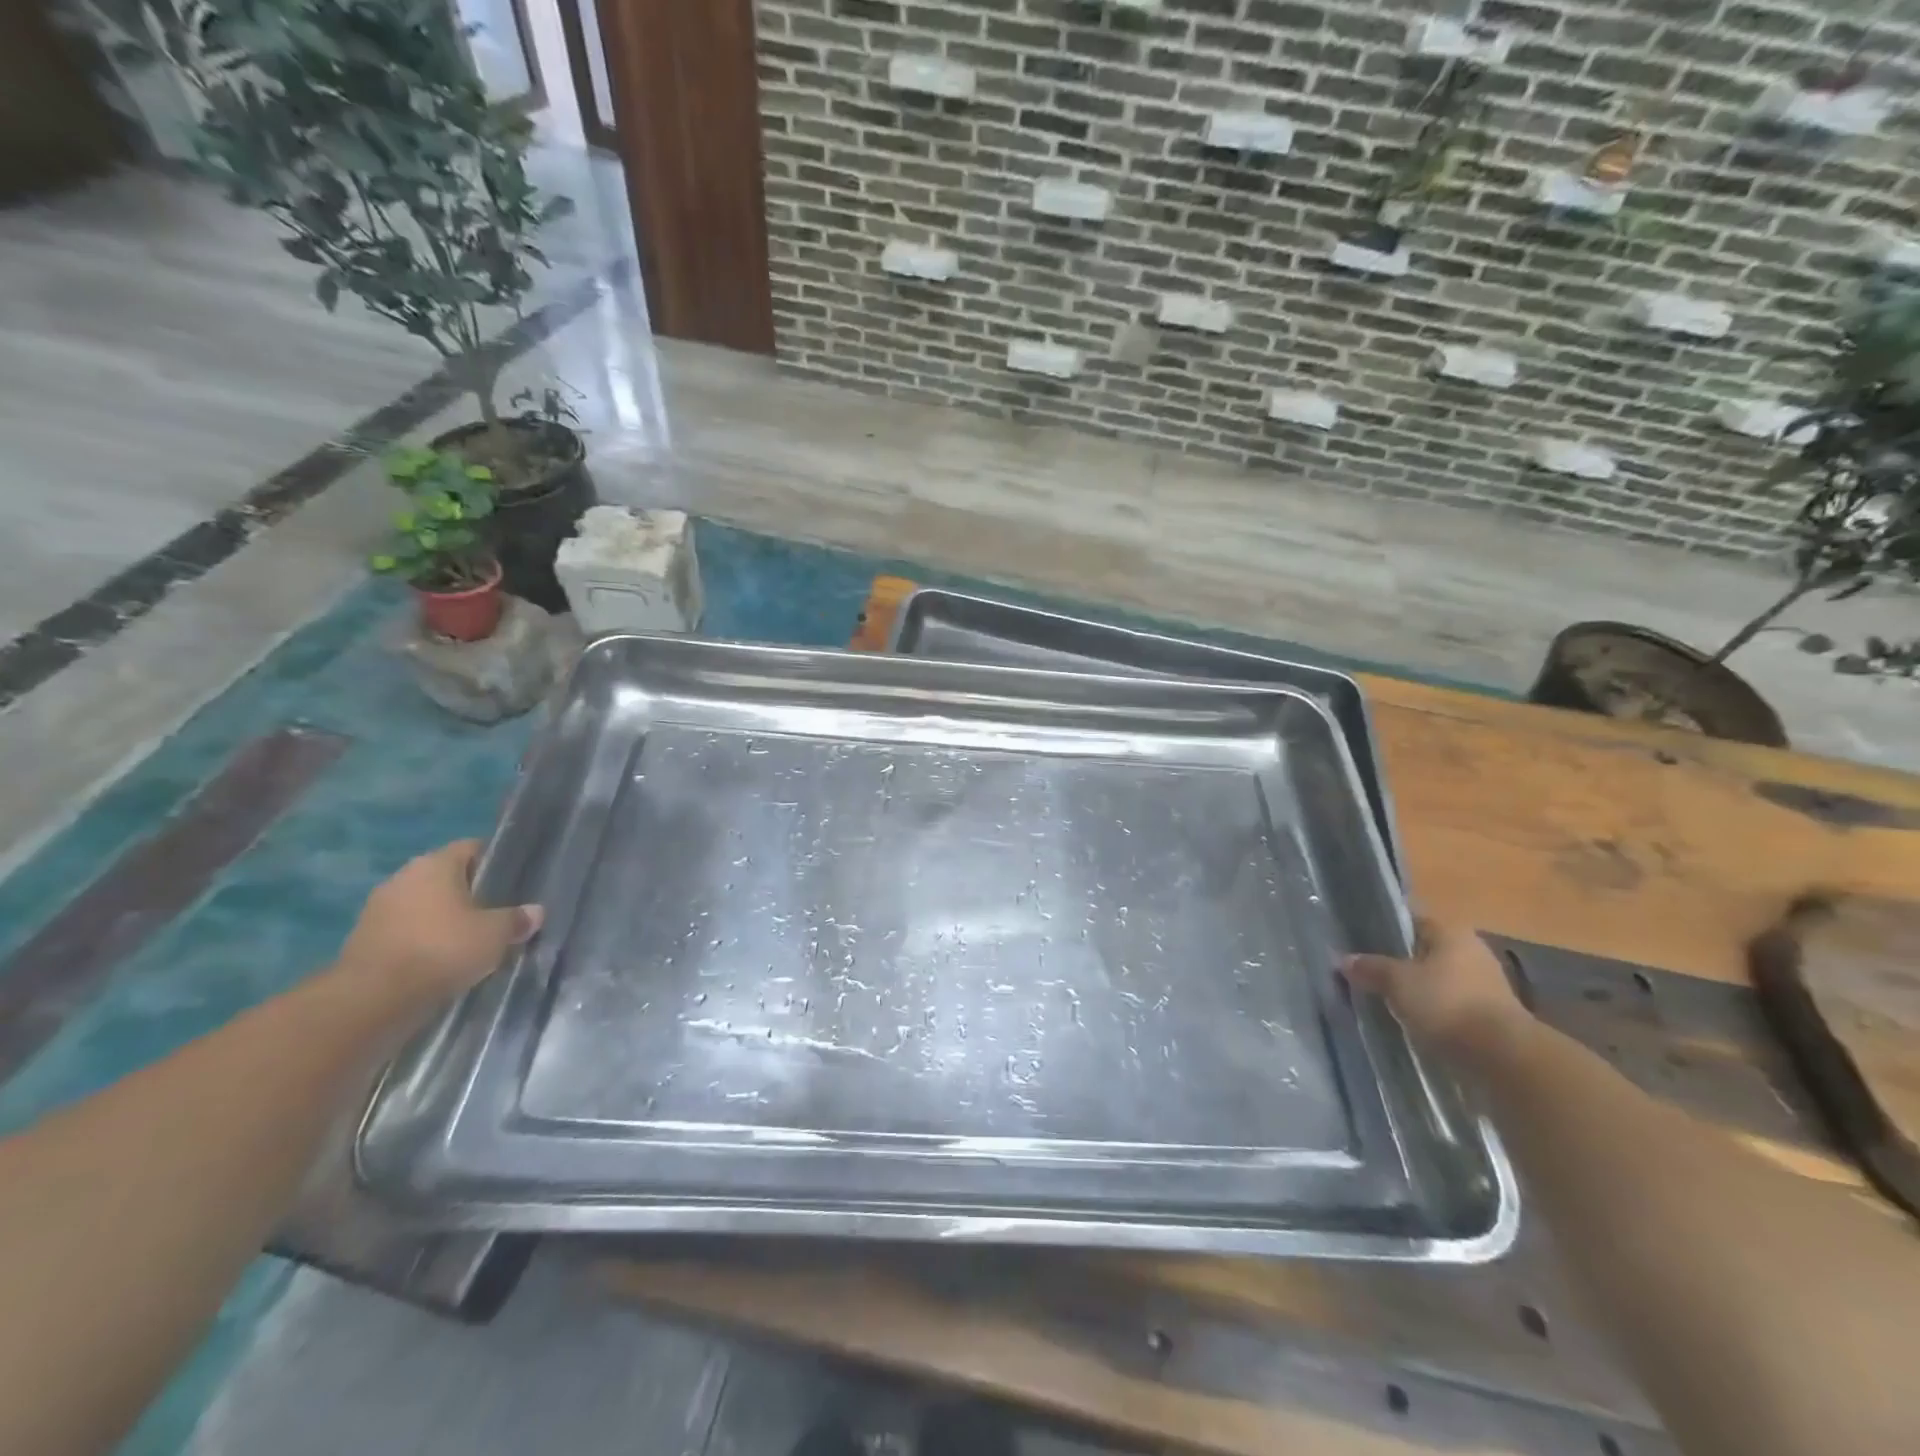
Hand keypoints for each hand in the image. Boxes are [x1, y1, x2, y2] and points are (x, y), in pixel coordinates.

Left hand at [337, 841, 541, 1002]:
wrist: (372, 999)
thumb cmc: (442, 950)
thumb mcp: (495, 934)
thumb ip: (518, 919)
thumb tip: (535, 912)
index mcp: (435, 864)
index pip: (472, 848)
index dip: (495, 862)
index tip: (513, 883)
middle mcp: (403, 877)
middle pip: (447, 878)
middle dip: (471, 894)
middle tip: (497, 915)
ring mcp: (378, 908)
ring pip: (425, 906)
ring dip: (444, 920)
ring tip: (471, 942)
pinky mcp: (363, 939)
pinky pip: (406, 931)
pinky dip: (423, 941)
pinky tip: (441, 961)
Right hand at [1343, 919, 1526, 1056]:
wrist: (1503, 1057)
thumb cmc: (1447, 1003)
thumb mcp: (1397, 982)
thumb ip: (1370, 967)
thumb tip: (1342, 959)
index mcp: (1451, 932)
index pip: (1411, 919)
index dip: (1384, 927)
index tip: (1359, 938)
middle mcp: (1471, 951)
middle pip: (1424, 949)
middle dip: (1398, 960)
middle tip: (1366, 969)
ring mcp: (1485, 984)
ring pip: (1437, 978)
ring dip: (1415, 986)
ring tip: (1383, 996)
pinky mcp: (1489, 1015)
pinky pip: (1449, 1003)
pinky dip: (1431, 1008)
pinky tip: (1410, 1018)